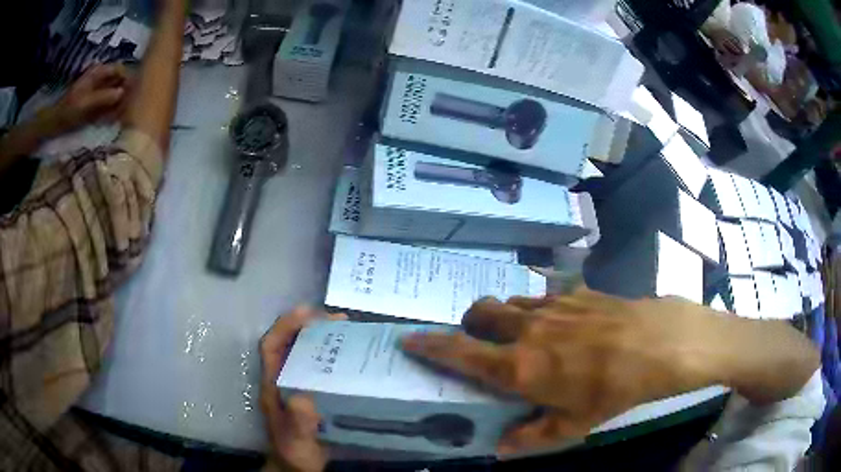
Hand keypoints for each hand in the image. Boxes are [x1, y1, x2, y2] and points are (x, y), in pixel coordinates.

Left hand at [50, 64, 130, 133]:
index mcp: (99, 72)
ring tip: (120, 117)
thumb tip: (123, 92)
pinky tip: (112, 120)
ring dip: (118, 105)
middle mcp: (101, 78)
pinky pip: (108, 104)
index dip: (128, 79)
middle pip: (119, 81)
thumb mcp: (86, 104)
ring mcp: (98, 91)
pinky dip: (112, 112)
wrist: (55, 123)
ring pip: (115, 93)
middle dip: (124, 94)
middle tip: (127, 109)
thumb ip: (104, 97)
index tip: (133, 94)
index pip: (120, 70)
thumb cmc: (68, 111)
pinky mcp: (95, 103)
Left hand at [260, 307, 344, 471]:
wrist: (298, 467)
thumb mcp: (296, 440)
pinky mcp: (312, 394)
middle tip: (338, 320)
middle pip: (289, 344)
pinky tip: (351, 360)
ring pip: (304, 353)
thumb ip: (298, 423)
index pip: (271, 346)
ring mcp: (297, 386)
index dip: (285, 326)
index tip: (309, 313)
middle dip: (309, 326)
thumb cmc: (294, 453)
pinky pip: (319, 368)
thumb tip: (302, 397)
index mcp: (273, 385)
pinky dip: (332, 357)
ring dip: (322, 339)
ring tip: (348, 332)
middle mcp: (283, 380)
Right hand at [401, 288, 728, 454]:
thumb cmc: (613, 389)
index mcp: (520, 367)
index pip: (461, 352)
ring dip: (501, 316)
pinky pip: (542, 296)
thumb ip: (532, 437)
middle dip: (469, 324)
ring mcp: (552, 306)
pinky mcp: (575, 293)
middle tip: (476, 339)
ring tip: (515, 332)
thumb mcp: (573, 425)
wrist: (657, 344)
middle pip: (480, 314)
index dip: (430, 346)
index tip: (409, 340)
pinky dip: (536, 308)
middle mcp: (527, 331)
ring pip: (509, 303)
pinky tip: (558, 321)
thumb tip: (501, 448)